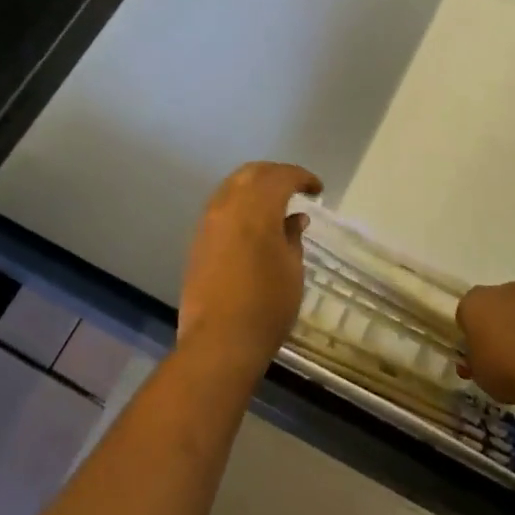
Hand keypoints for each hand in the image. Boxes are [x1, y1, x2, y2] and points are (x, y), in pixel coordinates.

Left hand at [177, 161, 322, 375]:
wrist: (219, 340)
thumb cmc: (267, 305)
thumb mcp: (292, 270)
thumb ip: (293, 236)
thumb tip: (294, 218)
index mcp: (256, 208)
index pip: (281, 176)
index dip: (302, 177)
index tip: (317, 189)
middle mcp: (228, 206)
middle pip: (251, 173)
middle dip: (276, 174)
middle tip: (295, 188)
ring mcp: (208, 223)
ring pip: (231, 187)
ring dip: (254, 187)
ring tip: (275, 204)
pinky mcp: (198, 241)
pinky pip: (220, 208)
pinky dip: (239, 205)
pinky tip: (253, 224)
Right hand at [456, 281, 514, 405]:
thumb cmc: (503, 366)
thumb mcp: (477, 374)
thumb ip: (474, 363)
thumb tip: (476, 361)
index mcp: (473, 302)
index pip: (465, 315)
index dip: (469, 337)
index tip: (475, 357)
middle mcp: (499, 291)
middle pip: (493, 309)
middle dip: (494, 329)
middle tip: (498, 359)